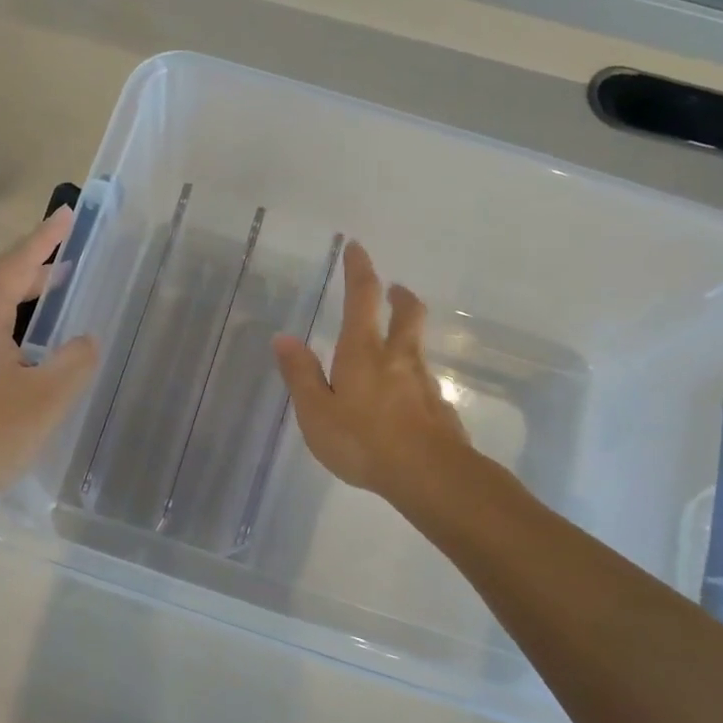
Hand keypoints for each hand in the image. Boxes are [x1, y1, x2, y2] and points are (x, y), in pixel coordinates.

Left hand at [0, 209, 97, 505]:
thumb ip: (74, 364)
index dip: (43, 240)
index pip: (15, 267)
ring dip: (23, 311)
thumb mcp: (44, 399)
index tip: (65, 214)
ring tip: (53, 314)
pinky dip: (10, 341)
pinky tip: (25, 367)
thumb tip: (87, 340)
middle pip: (0, 291)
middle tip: (69, 266)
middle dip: (36, 276)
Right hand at [273, 241, 473, 508]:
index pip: (362, 299)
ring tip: (393, 346)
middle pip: (408, 314)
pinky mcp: (439, 408)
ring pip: (417, 347)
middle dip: (399, 296)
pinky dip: (412, 377)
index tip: (357, 248)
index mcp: (363, 353)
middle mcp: (398, 358)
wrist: (428, 475)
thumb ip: (301, 374)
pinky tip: (404, 398)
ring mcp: (423, 382)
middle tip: (394, 289)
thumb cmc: (362, 441)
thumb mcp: (316, 412)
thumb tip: (283, 337)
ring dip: (407, 335)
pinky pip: (423, 381)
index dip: (359, 271)